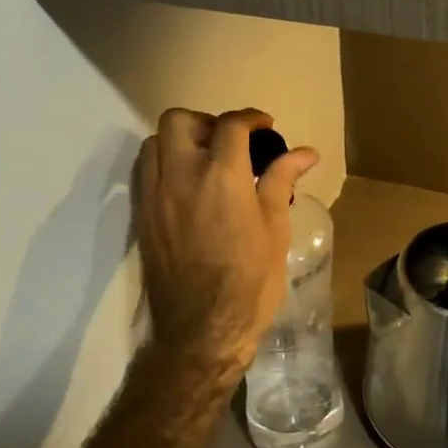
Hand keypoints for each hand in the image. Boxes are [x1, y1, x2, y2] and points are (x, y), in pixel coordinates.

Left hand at [132, 108, 319, 384]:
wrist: (202, 329)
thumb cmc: (250, 280)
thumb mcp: (275, 228)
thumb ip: (282, 180)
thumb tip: (306, 152)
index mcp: (222, 176)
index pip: (231, 125)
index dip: (251, 118)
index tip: (266, 128)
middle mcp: (181, 176)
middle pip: (180, 120)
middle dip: (207, 122)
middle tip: (230, 143)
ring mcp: (154, 196)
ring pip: (154, 142)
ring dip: (180, 141)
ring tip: (205, 161)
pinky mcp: (141, 216)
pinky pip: (144, 171)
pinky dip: (163, 164)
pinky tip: (186, 185)